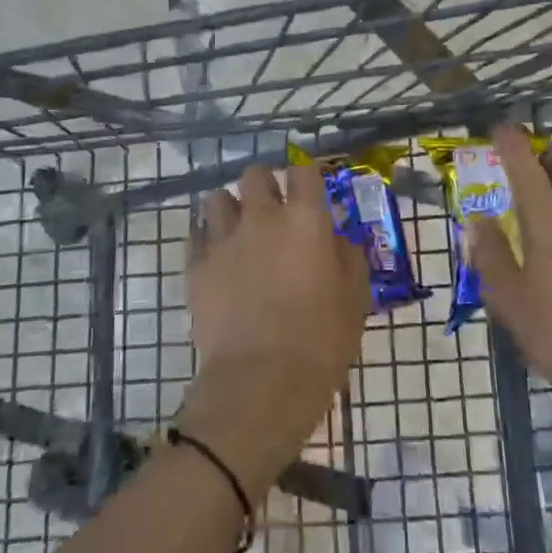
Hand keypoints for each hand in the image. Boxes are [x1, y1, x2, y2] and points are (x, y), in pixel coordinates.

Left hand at [175, 163, 367, 501]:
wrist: (261, 382)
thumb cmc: (321, 341)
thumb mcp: (355, 298)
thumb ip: (348, 256)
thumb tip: (338, 237)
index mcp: (305, 220)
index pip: (304, 170)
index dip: (307, 175)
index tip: (310, 189)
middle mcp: (262, 216)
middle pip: (255, 174)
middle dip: (265, 185)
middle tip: (273, 210)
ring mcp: (224, 238)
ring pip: (218, 197)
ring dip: (231, 208)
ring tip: (240, 231)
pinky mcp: (196, 264)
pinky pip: (196, 233)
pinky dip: (207, 237)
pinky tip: (218, 256)